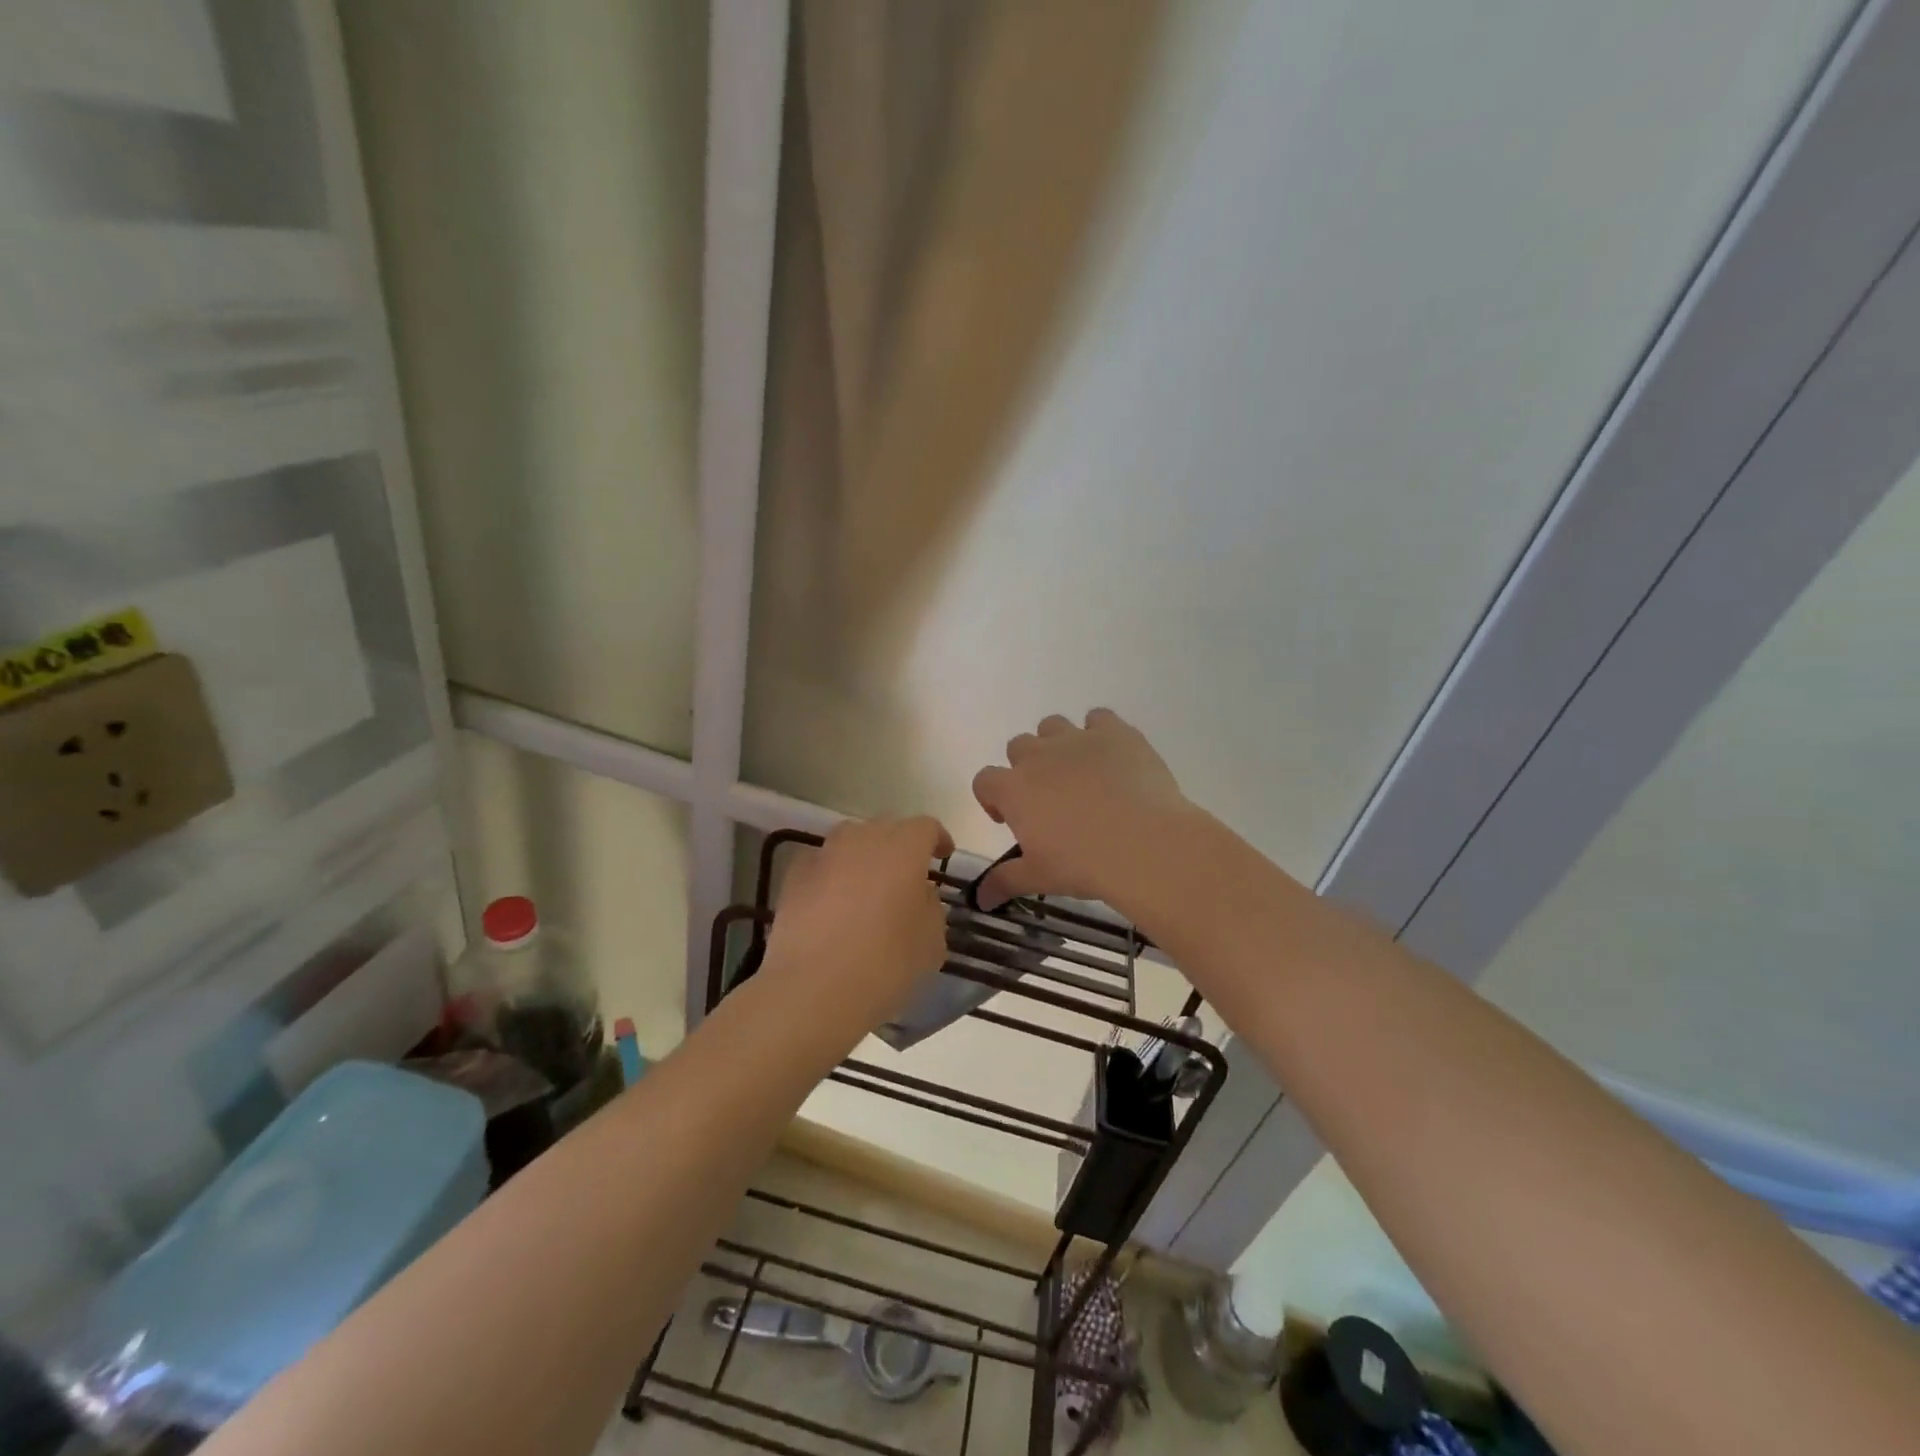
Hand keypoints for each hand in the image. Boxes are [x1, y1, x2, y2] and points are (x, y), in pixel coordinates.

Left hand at [761, 817, 954, 1046]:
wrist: (814, 988)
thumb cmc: (885, 964)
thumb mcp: (932, 942)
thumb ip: (931, 907)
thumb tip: (920, 894)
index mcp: (904, 849)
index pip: (925, 827)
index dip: (937, 839)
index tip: (942, 856)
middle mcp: (864, 840)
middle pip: (887, 827)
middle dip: (900, 844)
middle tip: (907, 873)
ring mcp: (825, 855)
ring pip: (850, 839)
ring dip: (864, 853)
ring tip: (868, 883)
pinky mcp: (794, 876)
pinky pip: (821, 862)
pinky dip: (832, 872)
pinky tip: (833, 899)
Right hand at [970, 709, 1191, 910]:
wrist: (1145, 845)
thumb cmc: (1084, 864)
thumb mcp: (1040, 878)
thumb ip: (1005, 881)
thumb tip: (981, 899)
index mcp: (1013, 789)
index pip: (985, 780)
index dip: (993, 798)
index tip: (1009, 820)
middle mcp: (1039, 755)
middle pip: (1018, 747)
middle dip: (1027, 768)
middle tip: (1049, 799)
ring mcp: (1077, 739)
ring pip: (1053, 726)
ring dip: (1057, 745)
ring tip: (1079, 774)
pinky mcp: (1115, 732)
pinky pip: (1099, 718)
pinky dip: (1100, 733)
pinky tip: (1112, 758)